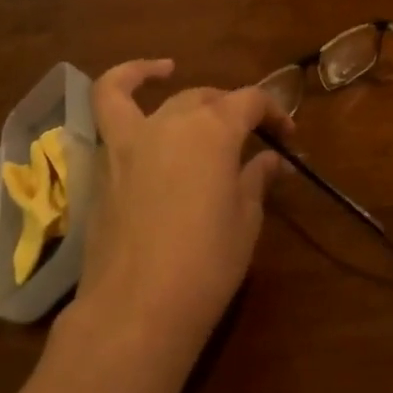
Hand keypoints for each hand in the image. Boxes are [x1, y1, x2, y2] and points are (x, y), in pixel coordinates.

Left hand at [69, 60, 289, 366]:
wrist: (136, 308)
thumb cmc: (206, 264)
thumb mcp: (245, 220)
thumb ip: (256, 180)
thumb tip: (271, 161)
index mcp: (215, 131)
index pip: (251, 101)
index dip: (274, 112)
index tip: (288, 137)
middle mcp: (173, 121)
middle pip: (210, 98)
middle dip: (236, 111)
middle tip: (254, 139)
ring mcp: (132, 138)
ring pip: (165, 98)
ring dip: (187, 92)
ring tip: (197, 96)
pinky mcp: (105, 162)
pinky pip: (109, 108)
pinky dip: (125, 84)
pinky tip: (139, 86)